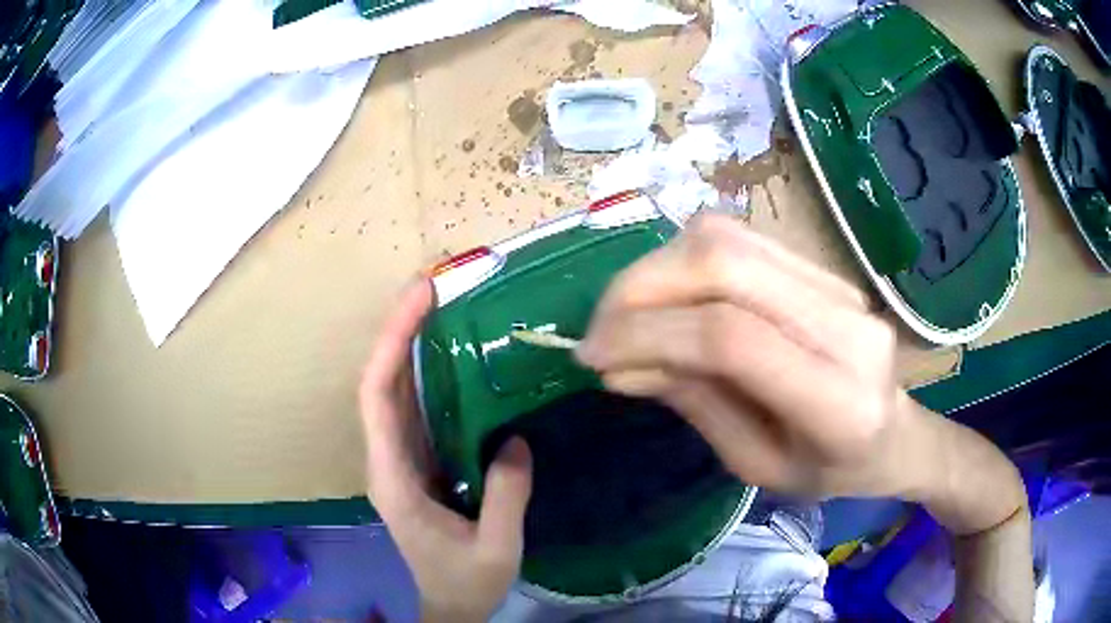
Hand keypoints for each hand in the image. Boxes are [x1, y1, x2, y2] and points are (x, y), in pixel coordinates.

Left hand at [359, 279, 532, 622]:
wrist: (450, 604)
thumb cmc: (466, 582)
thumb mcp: (496, 549)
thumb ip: (505, 499)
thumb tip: (514, 440)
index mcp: (393, 478)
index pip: (377, 397)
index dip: (393, 344)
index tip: (420, 299)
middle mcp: (387, 459)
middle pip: (380, 382)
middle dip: (399, 329)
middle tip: (431, 284)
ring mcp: (399, 458)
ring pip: (394, 390)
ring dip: (410, 344)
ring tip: (438, 304)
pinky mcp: (417, 460)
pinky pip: (415, 407)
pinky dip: (426, 372)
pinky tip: (449, 352)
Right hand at [576, 214, 928, 499]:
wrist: (893, 435)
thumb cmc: (829, 471)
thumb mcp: (757, 465)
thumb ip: (695, 403)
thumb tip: (620, 360)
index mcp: (838, 401)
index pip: (732, 339)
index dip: (649, 336)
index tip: (593, 356)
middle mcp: (847, 325)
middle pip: (726, 265)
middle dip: (642, 288)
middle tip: (599, 327)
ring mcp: (839, 285)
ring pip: (729, 239)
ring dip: (658, 268)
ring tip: (624, 312)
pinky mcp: (824, 268)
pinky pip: (741, 241)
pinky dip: (685, 261)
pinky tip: (667, 296)